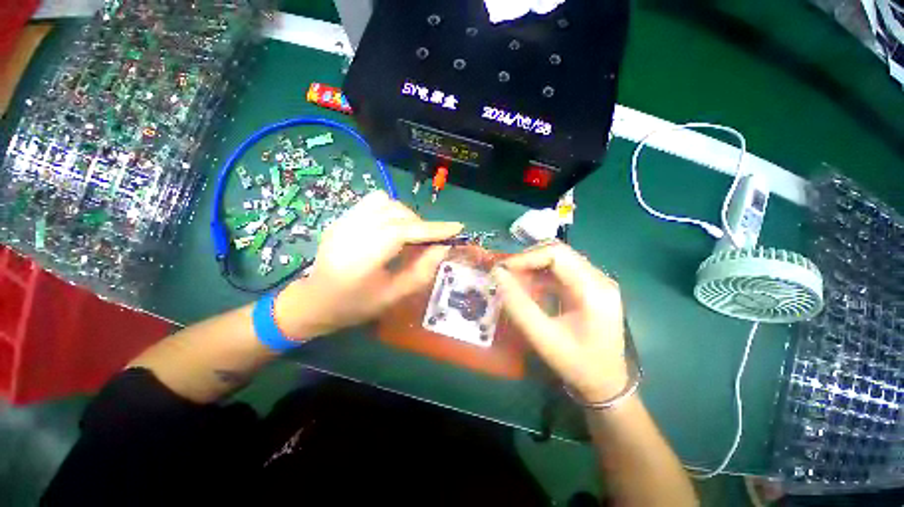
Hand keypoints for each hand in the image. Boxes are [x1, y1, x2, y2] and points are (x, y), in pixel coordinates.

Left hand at [275, 191, 462, 337]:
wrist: (314, 301)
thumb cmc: (355, 305)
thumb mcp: (393, 295)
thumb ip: (421, 271)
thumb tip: (443, 249)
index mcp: (363, 255)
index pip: (405, 231)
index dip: (433, 228)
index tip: (457, 227)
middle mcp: (352, 231)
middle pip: (398, 214)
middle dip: (421, 225)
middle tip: (430, 243)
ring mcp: (344, 220)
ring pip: (387, 203)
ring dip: (406, 216)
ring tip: (410, 235)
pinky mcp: (342, 217)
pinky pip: (373, 202)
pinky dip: (390, 210)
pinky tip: (392, 227)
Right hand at [491, 242, 628, 402]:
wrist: (607, 385)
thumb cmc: (577, 365)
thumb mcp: (543, 337)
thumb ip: (518, 305)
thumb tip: (497, 275)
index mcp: (594, 289)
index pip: (557, 254)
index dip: (526, 257)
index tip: (502, 270)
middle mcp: (598, 279)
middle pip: (558, 253)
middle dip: (527, 261)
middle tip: (505, 275)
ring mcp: (594, 283)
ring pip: (557, 261)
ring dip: (532, 268)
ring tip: (513, 284)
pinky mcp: (587, 289)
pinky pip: (559, 273)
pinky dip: (539, 277)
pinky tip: (528, 291)